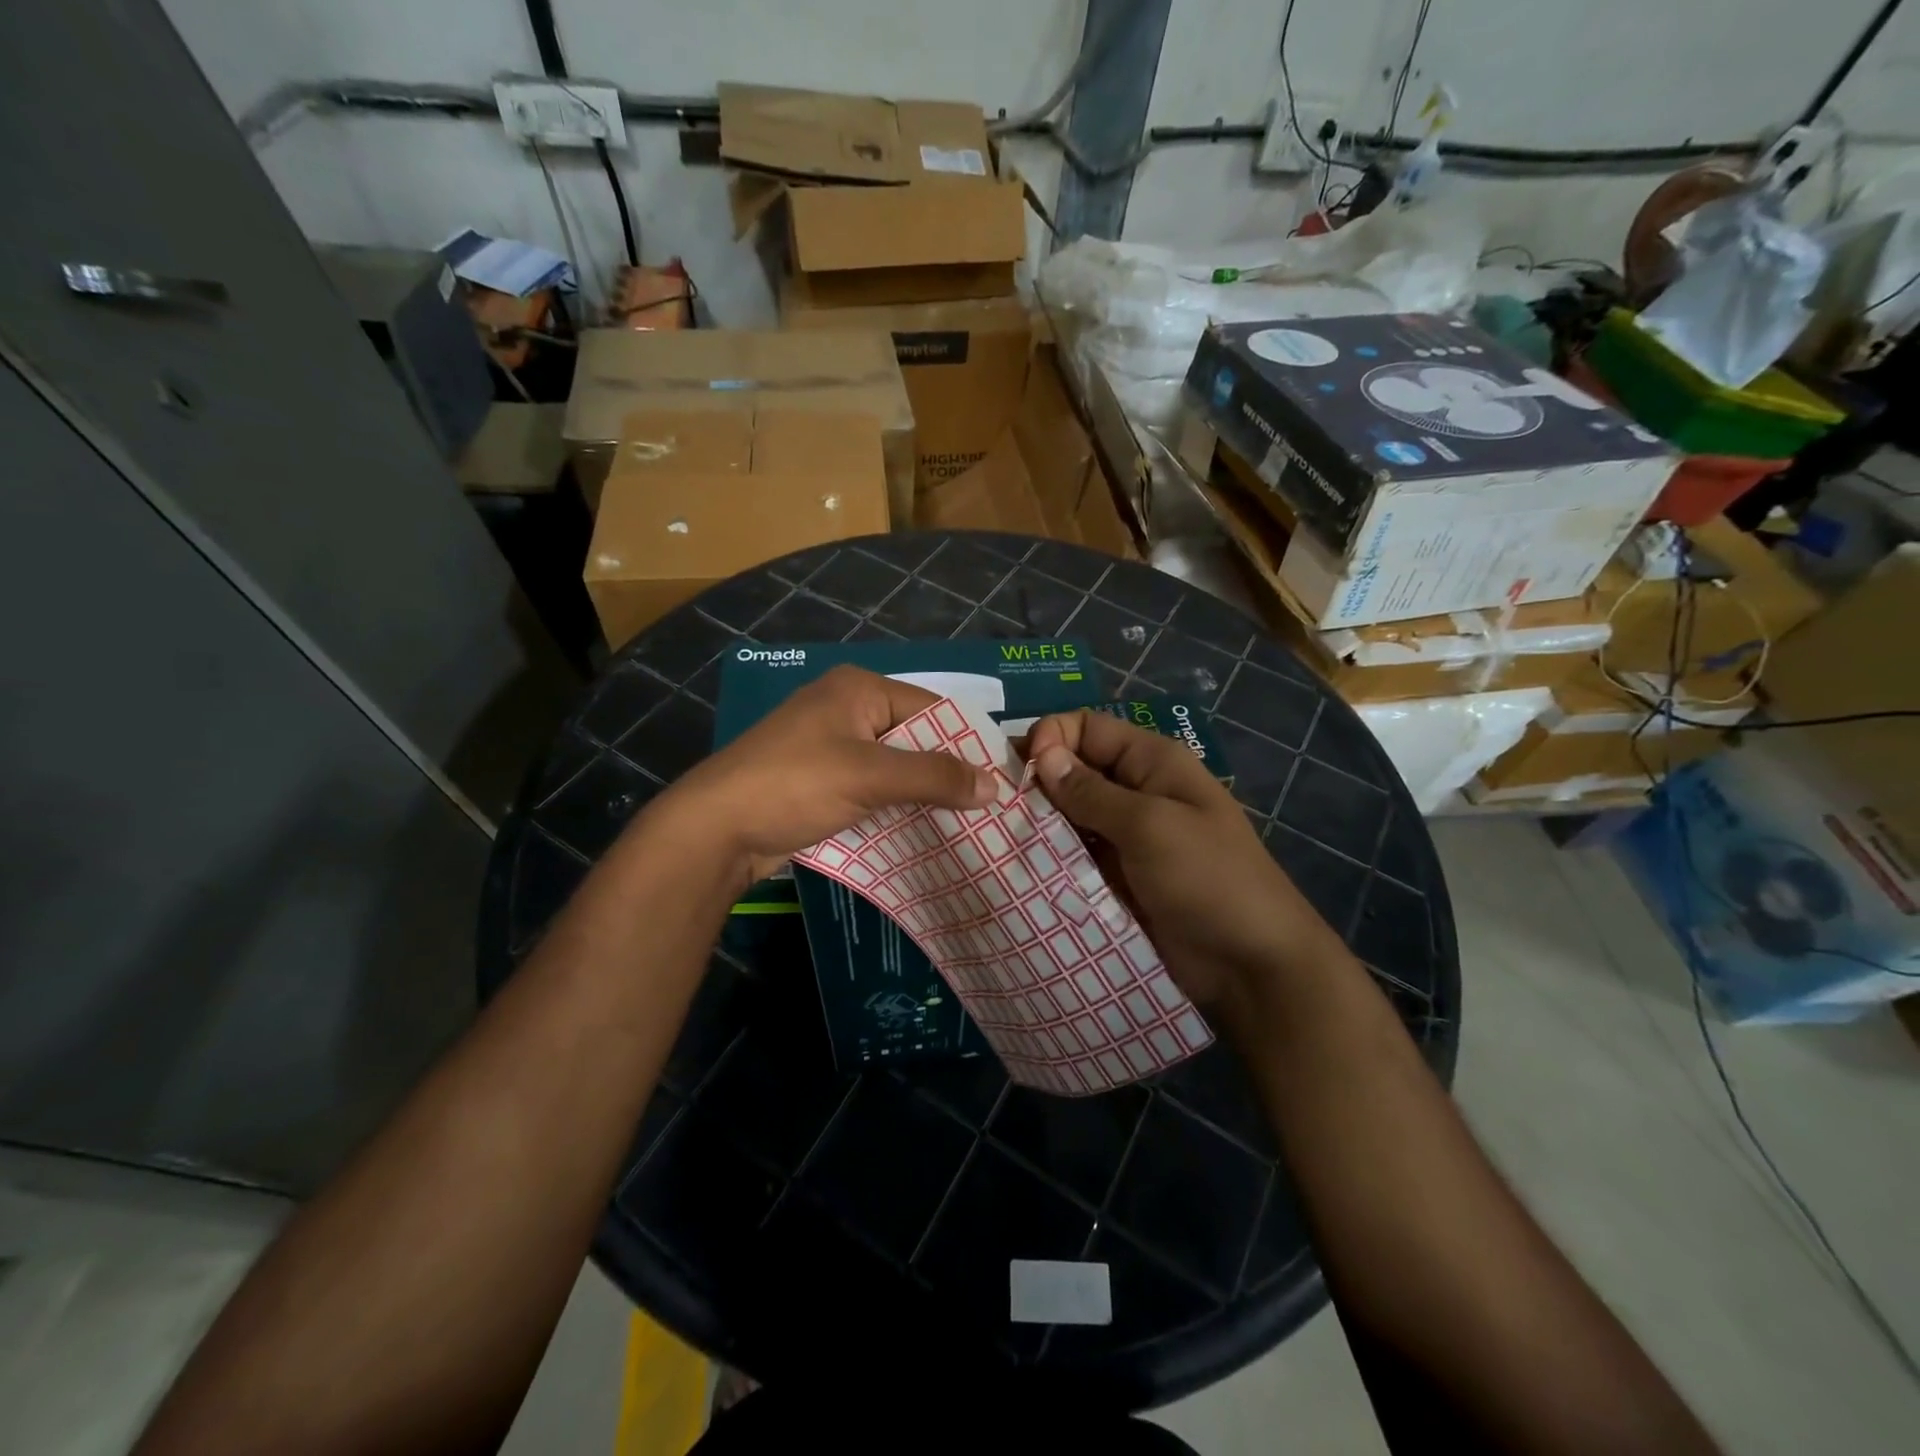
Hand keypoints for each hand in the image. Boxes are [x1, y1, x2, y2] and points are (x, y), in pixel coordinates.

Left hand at [653, 666, 997, 890]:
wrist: (715, 828)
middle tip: (989, 806)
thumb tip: (993, 786)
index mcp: (859, 689)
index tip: (1001, 779)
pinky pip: (872, 786)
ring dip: (922, 792)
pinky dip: (896, 805)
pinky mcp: (820, 779)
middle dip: (947, 771)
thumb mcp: (870, 776)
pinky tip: (923, 829)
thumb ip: (934, 776)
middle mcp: (847, 708)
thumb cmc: (795, 784)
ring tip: (967, 822)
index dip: (968, 741)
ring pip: (894, 766)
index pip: (932, 707)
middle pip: (914, 736)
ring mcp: (830, 745)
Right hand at [1025, 710, 1344, 1013]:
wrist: (1250, 965)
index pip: (1088, 728)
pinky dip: (1049, 856)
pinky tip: (1020, 865)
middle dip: (1037, 782)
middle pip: (1074, 769)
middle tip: (996, 806)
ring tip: (999, 838)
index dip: (1052, 738)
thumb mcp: (1150, 826)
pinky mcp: (1115, 875)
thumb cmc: (1208, 880)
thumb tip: (1042, 754)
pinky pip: (1074, 854)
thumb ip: (1092, 792)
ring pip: (1068, 815)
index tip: (1023, 771)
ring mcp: (1124, 836)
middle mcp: (1135, 791)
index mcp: (1151, 762)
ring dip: (1038, 823)